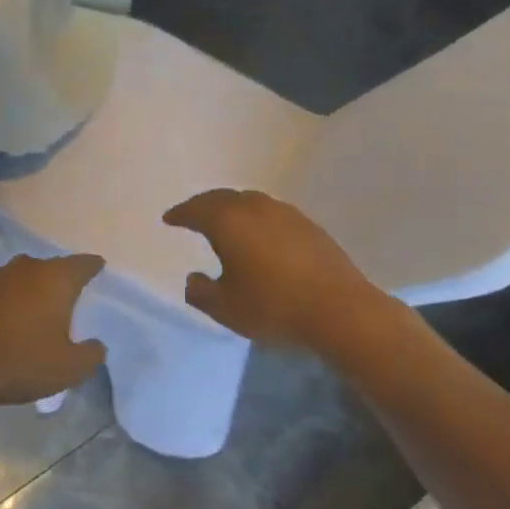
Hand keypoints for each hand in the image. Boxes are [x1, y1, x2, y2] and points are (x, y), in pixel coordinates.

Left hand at [0, 254, 106, 408]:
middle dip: (59, 281)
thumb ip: (91, 355)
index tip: (98, 267)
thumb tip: (97, 345)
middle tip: (65, 301)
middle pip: (50, 268)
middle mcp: (26, 267)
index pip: (82, 264)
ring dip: (28, 290)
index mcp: (55, 279)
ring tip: (30, 313)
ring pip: (20, 277)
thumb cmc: (18, 362)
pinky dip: (2, 300)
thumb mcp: (67, 370)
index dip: (92, 266)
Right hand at [163, 189, 402, 353]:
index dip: (179, 214)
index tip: (168, 219)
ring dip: (232, 208)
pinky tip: (260, 235)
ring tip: (225, 222)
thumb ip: (201, 292)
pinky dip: (256, 218)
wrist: (340, 310)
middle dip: (203, 204)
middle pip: (222, 198)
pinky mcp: (309, 226)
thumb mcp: (225, 308)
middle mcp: (255, 208)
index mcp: (228, 222)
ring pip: (249, 201)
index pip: (195, 210)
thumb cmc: (273, 306)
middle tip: (192, 214)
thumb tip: (194, 279)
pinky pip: (271, 213)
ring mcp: (286, 214)